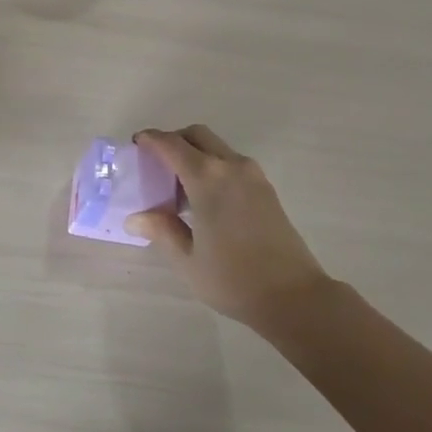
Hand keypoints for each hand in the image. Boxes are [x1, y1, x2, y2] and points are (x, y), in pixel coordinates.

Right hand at [125, 125, 331, 327]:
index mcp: (206, 178)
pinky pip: (232, 162)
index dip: (151, 139)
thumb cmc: (234, 279)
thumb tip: (136, 217)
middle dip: (174, 140)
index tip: (136, 144)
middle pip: (197, 135)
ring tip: (179, 185)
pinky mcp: (266, 188)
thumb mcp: (188, 260)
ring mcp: (252, 175)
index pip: (171, 144)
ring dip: (195, 153)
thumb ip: (161, 231)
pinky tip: (206, 198)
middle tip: (156, 162)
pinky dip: (213, 165)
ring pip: (217, 147)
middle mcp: (230, 166)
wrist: (295, 297)